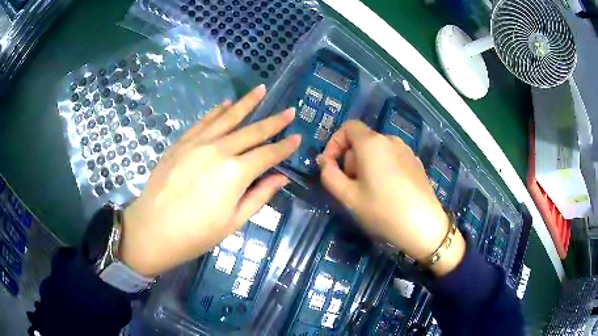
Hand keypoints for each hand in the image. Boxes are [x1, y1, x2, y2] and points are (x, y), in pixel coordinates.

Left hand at [120, 85, 300, 276]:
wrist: (153, 230)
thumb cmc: (196, 234)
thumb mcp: (233, 221)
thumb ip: (259, 196)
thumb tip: (281, 177)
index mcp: (236, 173)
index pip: (268, 154)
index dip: (285, 146)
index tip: (298, 136)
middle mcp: (219, 150)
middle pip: (252, 131)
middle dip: (273, 120)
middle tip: (289, 110)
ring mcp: (198, 143)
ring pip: (227, 117)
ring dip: (246, 103)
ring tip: (260, 89)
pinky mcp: (181, 142)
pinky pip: (203, 121)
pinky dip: (216, 111)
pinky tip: (226, 103)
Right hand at [317, 120, 464, 275]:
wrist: (424, 226)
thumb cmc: (383, 211)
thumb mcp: (348, 197)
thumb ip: (329, 175)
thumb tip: (324, 161)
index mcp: (372, 143)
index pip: (348, 127)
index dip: (334, 143)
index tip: (330, 166)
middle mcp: (390, 140)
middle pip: (362, 141)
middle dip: (350, 160)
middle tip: (351, 188)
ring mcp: (406, 150)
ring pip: (377, 151)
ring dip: (366, 166)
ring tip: (370, 193)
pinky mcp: (416, 162)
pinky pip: (391, 158)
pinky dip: (382, 169)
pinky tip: (388, 193)